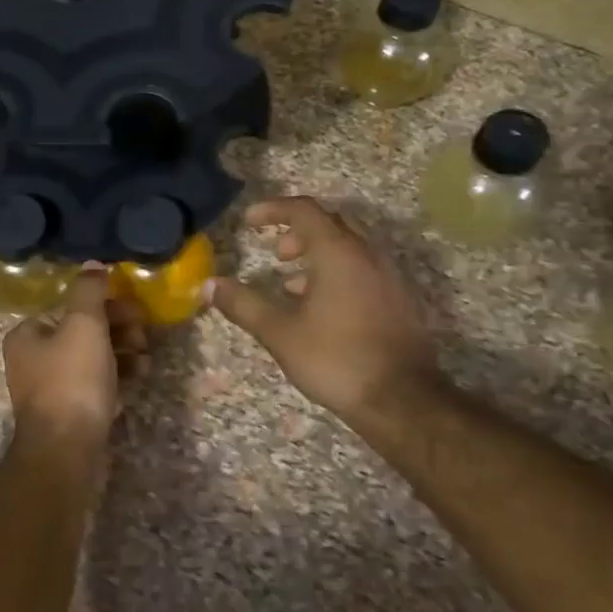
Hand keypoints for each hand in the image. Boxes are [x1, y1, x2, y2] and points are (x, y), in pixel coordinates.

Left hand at [3, 268, 148, 454]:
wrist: (66, 451)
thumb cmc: (72, 380)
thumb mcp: (83, 325)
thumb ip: (89, 291)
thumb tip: (93, 265)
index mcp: (27, 334)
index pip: (69, 307)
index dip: (105, 305)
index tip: (135, 311)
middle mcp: (32, 359)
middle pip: (81, 332)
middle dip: (117, 329)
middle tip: (144, 335)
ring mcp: (50, 389)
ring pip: (91, 358)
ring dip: (122, 352)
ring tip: (146, 358)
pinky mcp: (69, 412)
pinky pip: (95, 384)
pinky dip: (117, 377)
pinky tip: (139, 377)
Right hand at [208, 197, 446, 423]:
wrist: (403, 402)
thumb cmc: (336, 359)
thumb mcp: (280, 333)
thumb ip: (243, 305)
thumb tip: (209, 285)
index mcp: (339, 253)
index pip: (304, 210)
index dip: (273, 209)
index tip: (249, 221)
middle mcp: (368, 255)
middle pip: (331, 223)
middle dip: (298, 231)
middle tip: (275, 253)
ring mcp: (390, 277)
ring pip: (350, 248)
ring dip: (318, 255)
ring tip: (291, 285)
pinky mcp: (400, 300)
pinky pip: (364, 269)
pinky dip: (338, 273)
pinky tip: (321, 308)